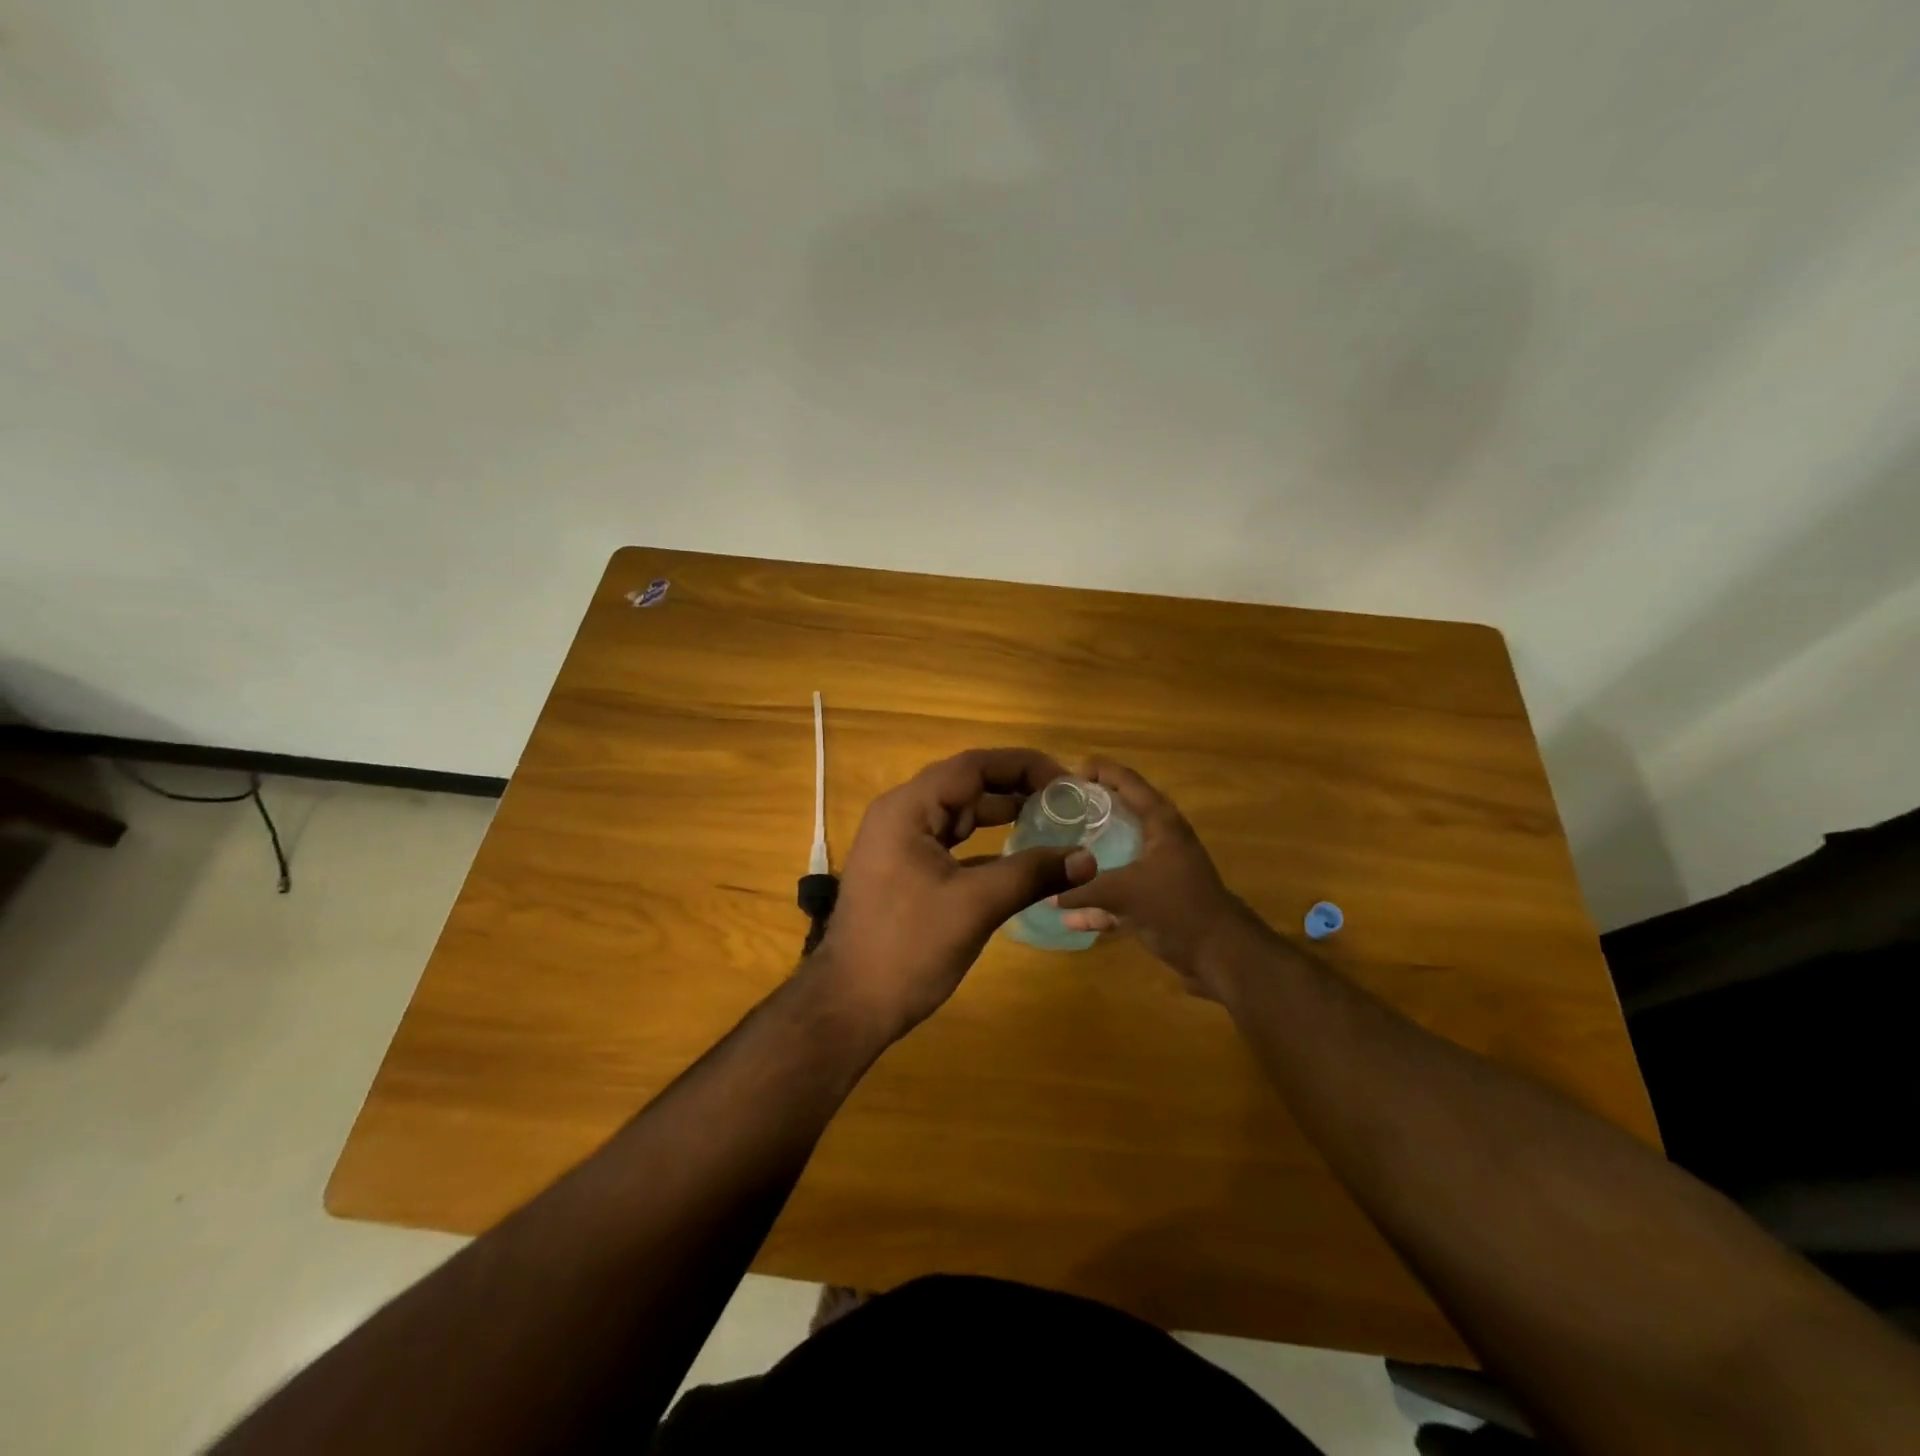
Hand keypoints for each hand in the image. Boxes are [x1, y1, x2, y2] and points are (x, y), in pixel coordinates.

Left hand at [811, 748, 1095, 1041]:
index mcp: (907, 809)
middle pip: (965, 785)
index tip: (1066, 782)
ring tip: (1049, 822)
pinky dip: (984, 845)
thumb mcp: (975, 906)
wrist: (849, 1005)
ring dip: (1001, 815)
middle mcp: (900, 815)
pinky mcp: (904, 870)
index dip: (1022, 766)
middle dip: (1016, 789)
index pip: (972, 767)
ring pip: (958, 815)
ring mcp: (899, 844)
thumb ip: (1032, 875)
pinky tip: (1017, 857)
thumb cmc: (907, 948)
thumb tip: (1087, 859)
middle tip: (1065, 803)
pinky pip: (950, 843)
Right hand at [1054, 760, 1263, 999]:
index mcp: (1161, 823)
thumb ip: (1084, 890)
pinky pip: (1121, 894)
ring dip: (1091, 858)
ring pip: (1118, 855)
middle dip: (1089, 813)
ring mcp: (1159, 871)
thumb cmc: (1178, 908)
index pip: (1128, 782)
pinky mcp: (1157, 901)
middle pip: (1121, 815)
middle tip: (1056, 811)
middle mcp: (1161, 840)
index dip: (1099, 771)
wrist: (1222, 956)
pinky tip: (1071, 917)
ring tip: (1056, 855)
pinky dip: (1099, 903)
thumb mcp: (1125, 893)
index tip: (1066, 775)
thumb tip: (1047, 894)